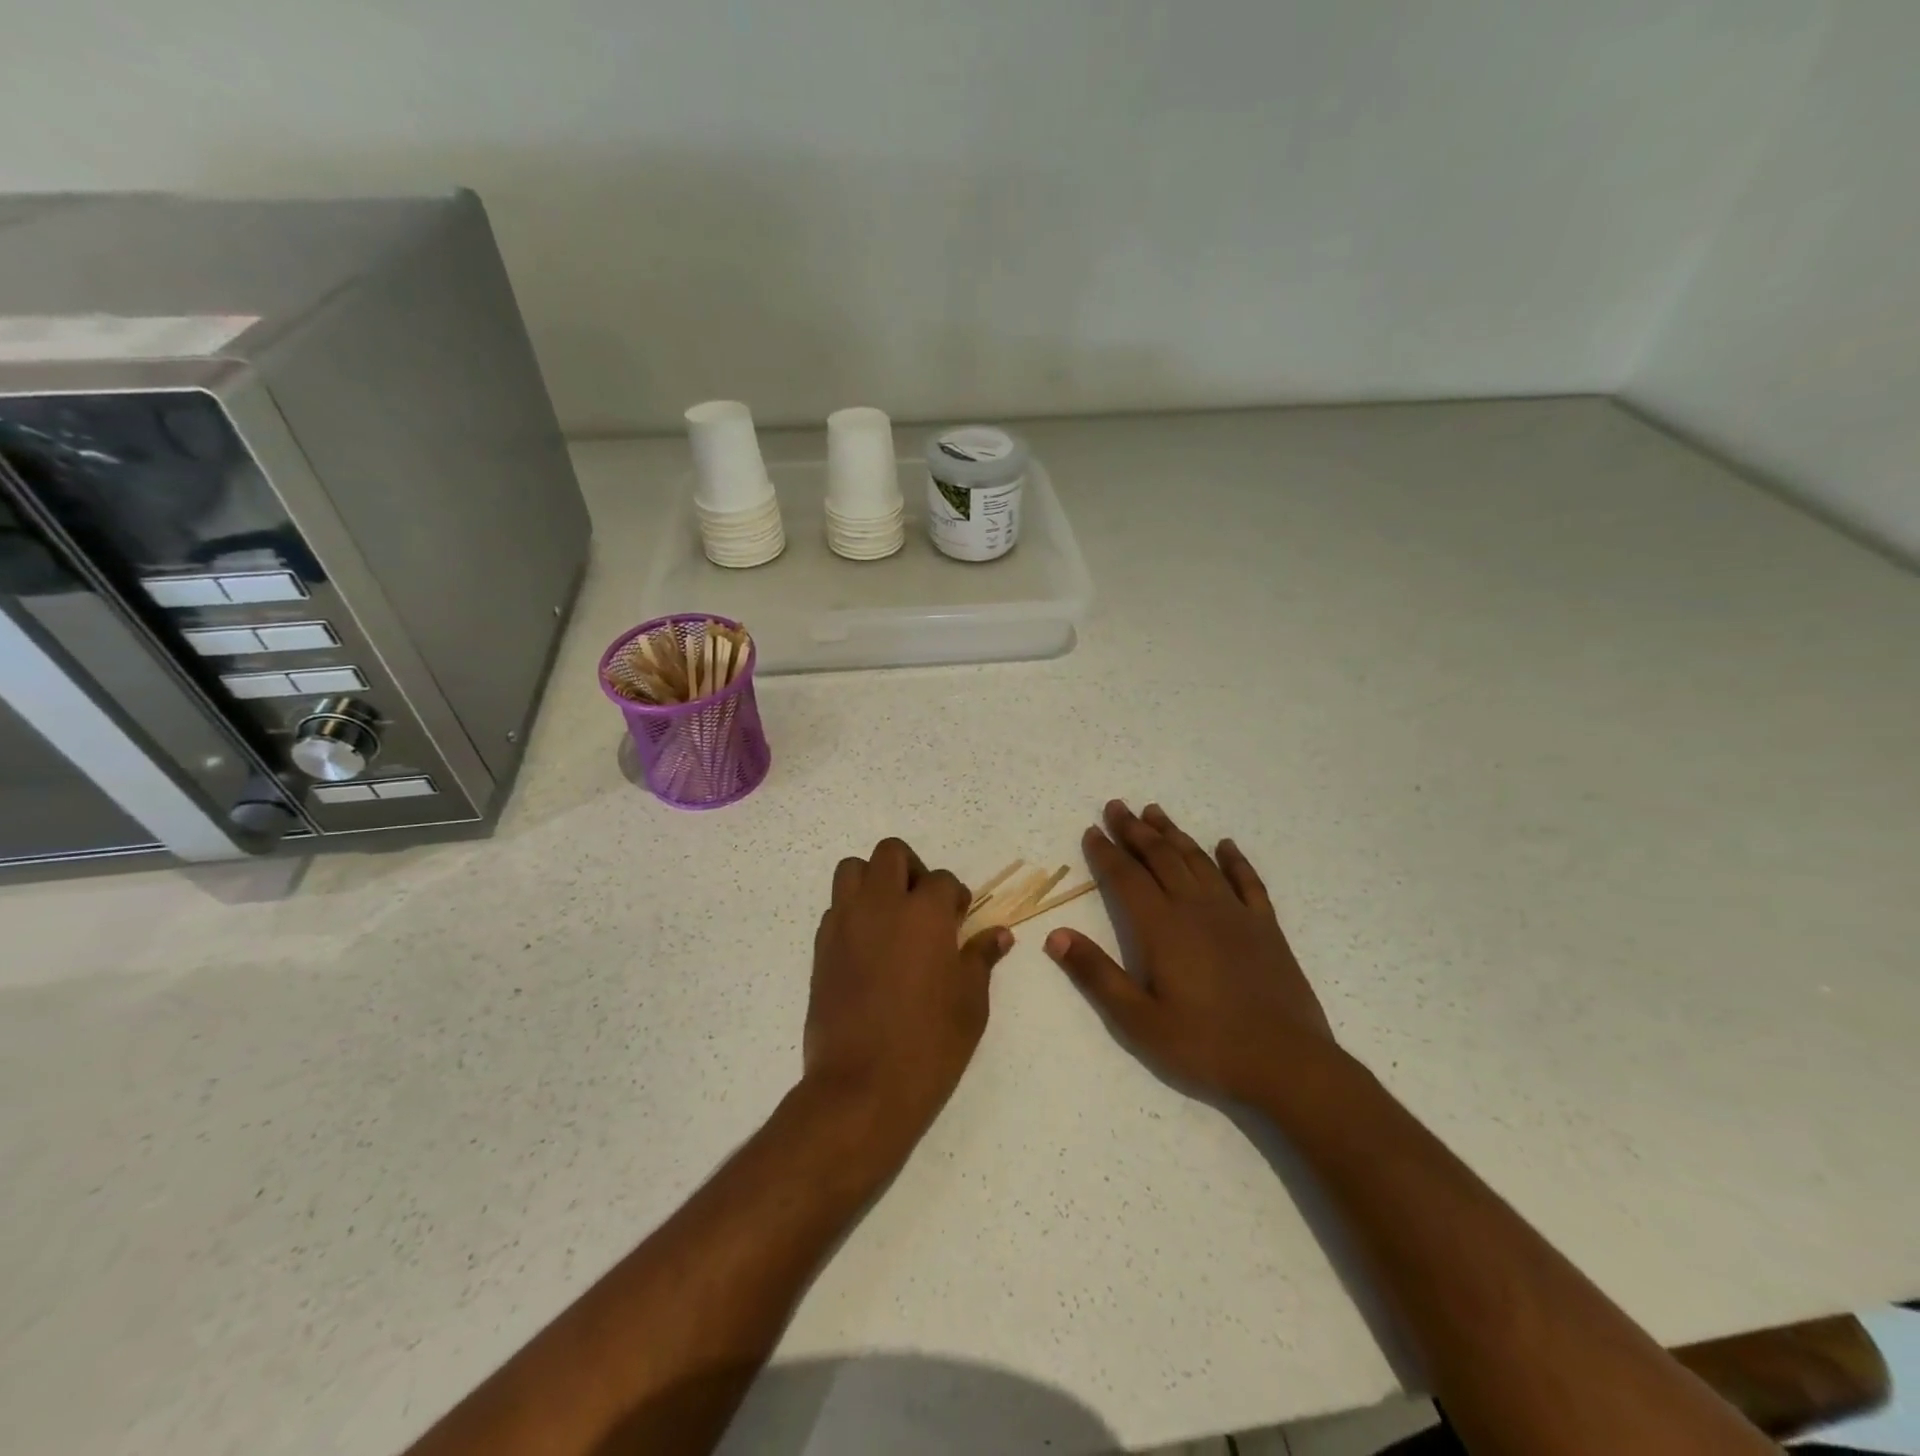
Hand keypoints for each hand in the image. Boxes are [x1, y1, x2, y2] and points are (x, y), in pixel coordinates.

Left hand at [804, 838, 1013, 1148]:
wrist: (862, 1087)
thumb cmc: (929, 1044)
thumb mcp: (970, 1002)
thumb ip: (981, 958)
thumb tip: (998, 935)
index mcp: (924, 912)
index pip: (942, 880)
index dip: (955, 898)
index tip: (959, 921)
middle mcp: (881, 905)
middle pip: (891, 853)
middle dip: (911, 869)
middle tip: (923, 906)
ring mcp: (846, 923)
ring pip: (853, 869)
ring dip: (874, 881)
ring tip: (890, 917)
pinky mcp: (822, 947)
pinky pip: (836, 908)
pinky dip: (853, 913)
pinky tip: (868, 948)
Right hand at [1044, 801, 1334, 1103]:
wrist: (1286, 1063)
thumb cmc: (1204, 1045)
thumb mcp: (1138, 1021)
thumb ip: (1096, 974)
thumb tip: (1055, 935)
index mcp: (1162, 927)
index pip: (1126, 877)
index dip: (1106, 852)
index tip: (1092, 830)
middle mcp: (1196, 908)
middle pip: (1160, 857)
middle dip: (1135, 830)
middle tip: (1118, 806)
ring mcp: (1234, 914)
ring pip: (1198, 860)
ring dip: (1174, 834)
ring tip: (1155, 813)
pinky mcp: (1265, 927)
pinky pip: (1247, 881)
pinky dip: (1234, 860)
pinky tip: (1225, 845)